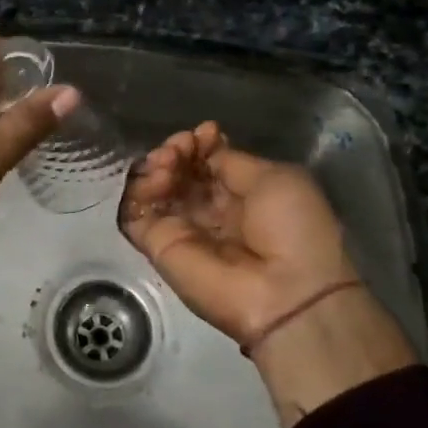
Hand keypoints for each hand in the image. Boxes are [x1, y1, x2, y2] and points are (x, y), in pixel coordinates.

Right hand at [120, 121, 355, 345]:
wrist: (285, 293)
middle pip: (179, 173)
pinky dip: (138, 192)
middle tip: (179, 147)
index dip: (200, 145)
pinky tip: (156, 179)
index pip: (208, 163)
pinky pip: (135, 214)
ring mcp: (182, 230)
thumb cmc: (292, 229)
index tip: (201, 133)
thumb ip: (231, 161)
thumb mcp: (275, 178)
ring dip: (157, 166)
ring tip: (167, 163)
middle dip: (177, 151)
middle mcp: (210, 212)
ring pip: (155, 189)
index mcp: (243, 196)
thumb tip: (203, 148)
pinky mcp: (158, 247)